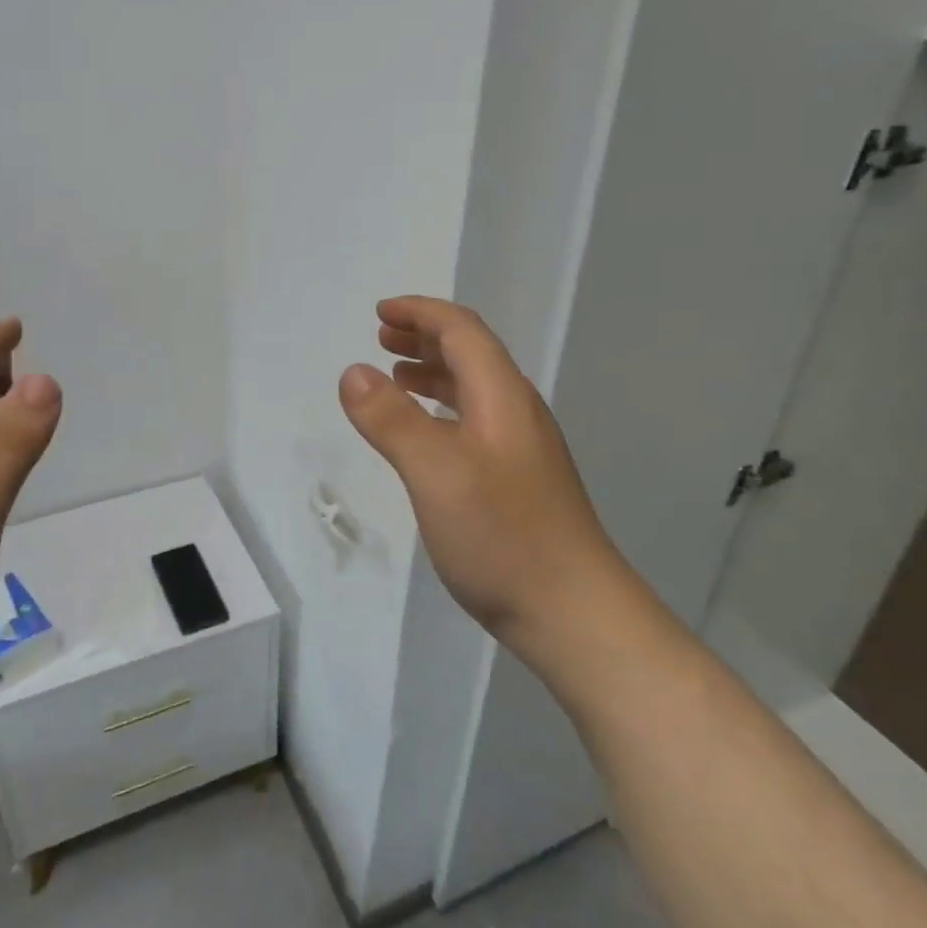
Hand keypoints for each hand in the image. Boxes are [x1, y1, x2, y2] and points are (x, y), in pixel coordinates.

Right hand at [338, 297, 614, 647]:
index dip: (421, 313)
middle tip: (382, 339)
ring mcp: (521, 449)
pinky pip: (474, 423)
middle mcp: (516, 413)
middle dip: (424, 338)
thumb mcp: (435, 472)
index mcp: (502, 397)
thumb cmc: (503, 536)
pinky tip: (425, 437)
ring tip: (395, 378)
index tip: (380, 314)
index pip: (462, 331)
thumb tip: (353, 371)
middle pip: (471, 354)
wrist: (573, 613)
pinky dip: (441, 411)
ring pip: (474, 391)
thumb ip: (391, 419)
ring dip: (432, 373)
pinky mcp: (517, 481)